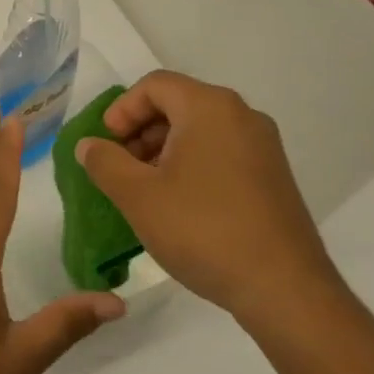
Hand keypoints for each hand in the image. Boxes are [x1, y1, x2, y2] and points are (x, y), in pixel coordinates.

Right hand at [74, 71, 341, 324]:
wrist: (284, 288)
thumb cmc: (202, 230)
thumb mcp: (138, 195)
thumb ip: (104, 162)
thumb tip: (89, 145)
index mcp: (210, 108)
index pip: (154, 85)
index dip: (121, 110)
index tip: (106, 146)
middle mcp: (242, 116)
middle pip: (177, 104)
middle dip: (140, 132)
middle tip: (119, 168)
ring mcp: (263, 147)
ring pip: (198, 130)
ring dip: (162, 150)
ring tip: (144, 190)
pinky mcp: (272, 177)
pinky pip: (220, 153)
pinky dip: (190, 165)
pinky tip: (177, 204)